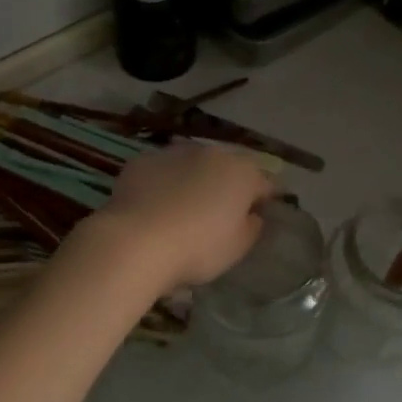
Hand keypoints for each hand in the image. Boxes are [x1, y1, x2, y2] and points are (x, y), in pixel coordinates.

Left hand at [89, 143, 273, 290]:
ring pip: (192, 164)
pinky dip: (163, 183)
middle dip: (228, 184)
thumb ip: (252, 227)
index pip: (265, 182)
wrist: (136, 242)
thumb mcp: (237, 248)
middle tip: (221, 212)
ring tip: (184, 207)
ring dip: (194, 179)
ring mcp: (173, 153)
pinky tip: (154, 205)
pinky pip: (161, 171)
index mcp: (241, 173)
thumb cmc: (197, 248)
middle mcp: (210, 153)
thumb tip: (252, 215)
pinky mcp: (142, 161)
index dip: (265, 198)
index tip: (260, 214)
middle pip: (228, 167)